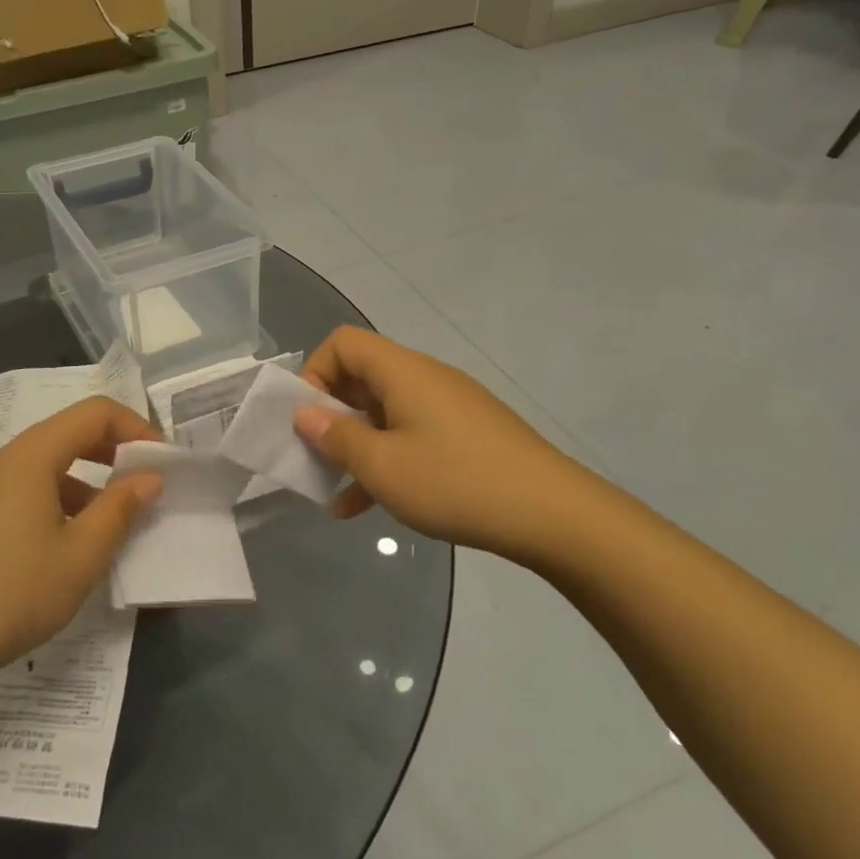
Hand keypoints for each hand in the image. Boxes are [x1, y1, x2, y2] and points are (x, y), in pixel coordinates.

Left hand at [0, 396, 162, 683]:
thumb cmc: (11, 593)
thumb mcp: (80, 555)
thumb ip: (120, 509)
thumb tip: (149, 478)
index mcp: (31, 457)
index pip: (94, 413)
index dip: (136, 428)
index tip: (163, 463)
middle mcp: (5, 461)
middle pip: (69, 433)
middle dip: (115, 452)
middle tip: (147, 486)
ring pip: (49, 466)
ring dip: (90, 482)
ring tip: (115, 524)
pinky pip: (28, 492)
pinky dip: (62, 502)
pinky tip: (72, 546)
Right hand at [296, 326, 579, 559]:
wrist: (553, 515)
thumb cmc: (456, 483)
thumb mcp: (382, 466)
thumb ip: (336, 437)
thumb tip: (306, 414)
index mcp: (403, 372)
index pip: (343, 343)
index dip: (314, 373)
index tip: (308, 420)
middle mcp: (426, 378)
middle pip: (362, 377)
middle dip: (330, 415)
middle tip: (315, 457)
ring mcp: (450, 406)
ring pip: (385, 413)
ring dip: (356, 446)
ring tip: (336, 491)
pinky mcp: (467, 434)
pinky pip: (412, 435)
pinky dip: (387, 460)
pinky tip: (368, 507)